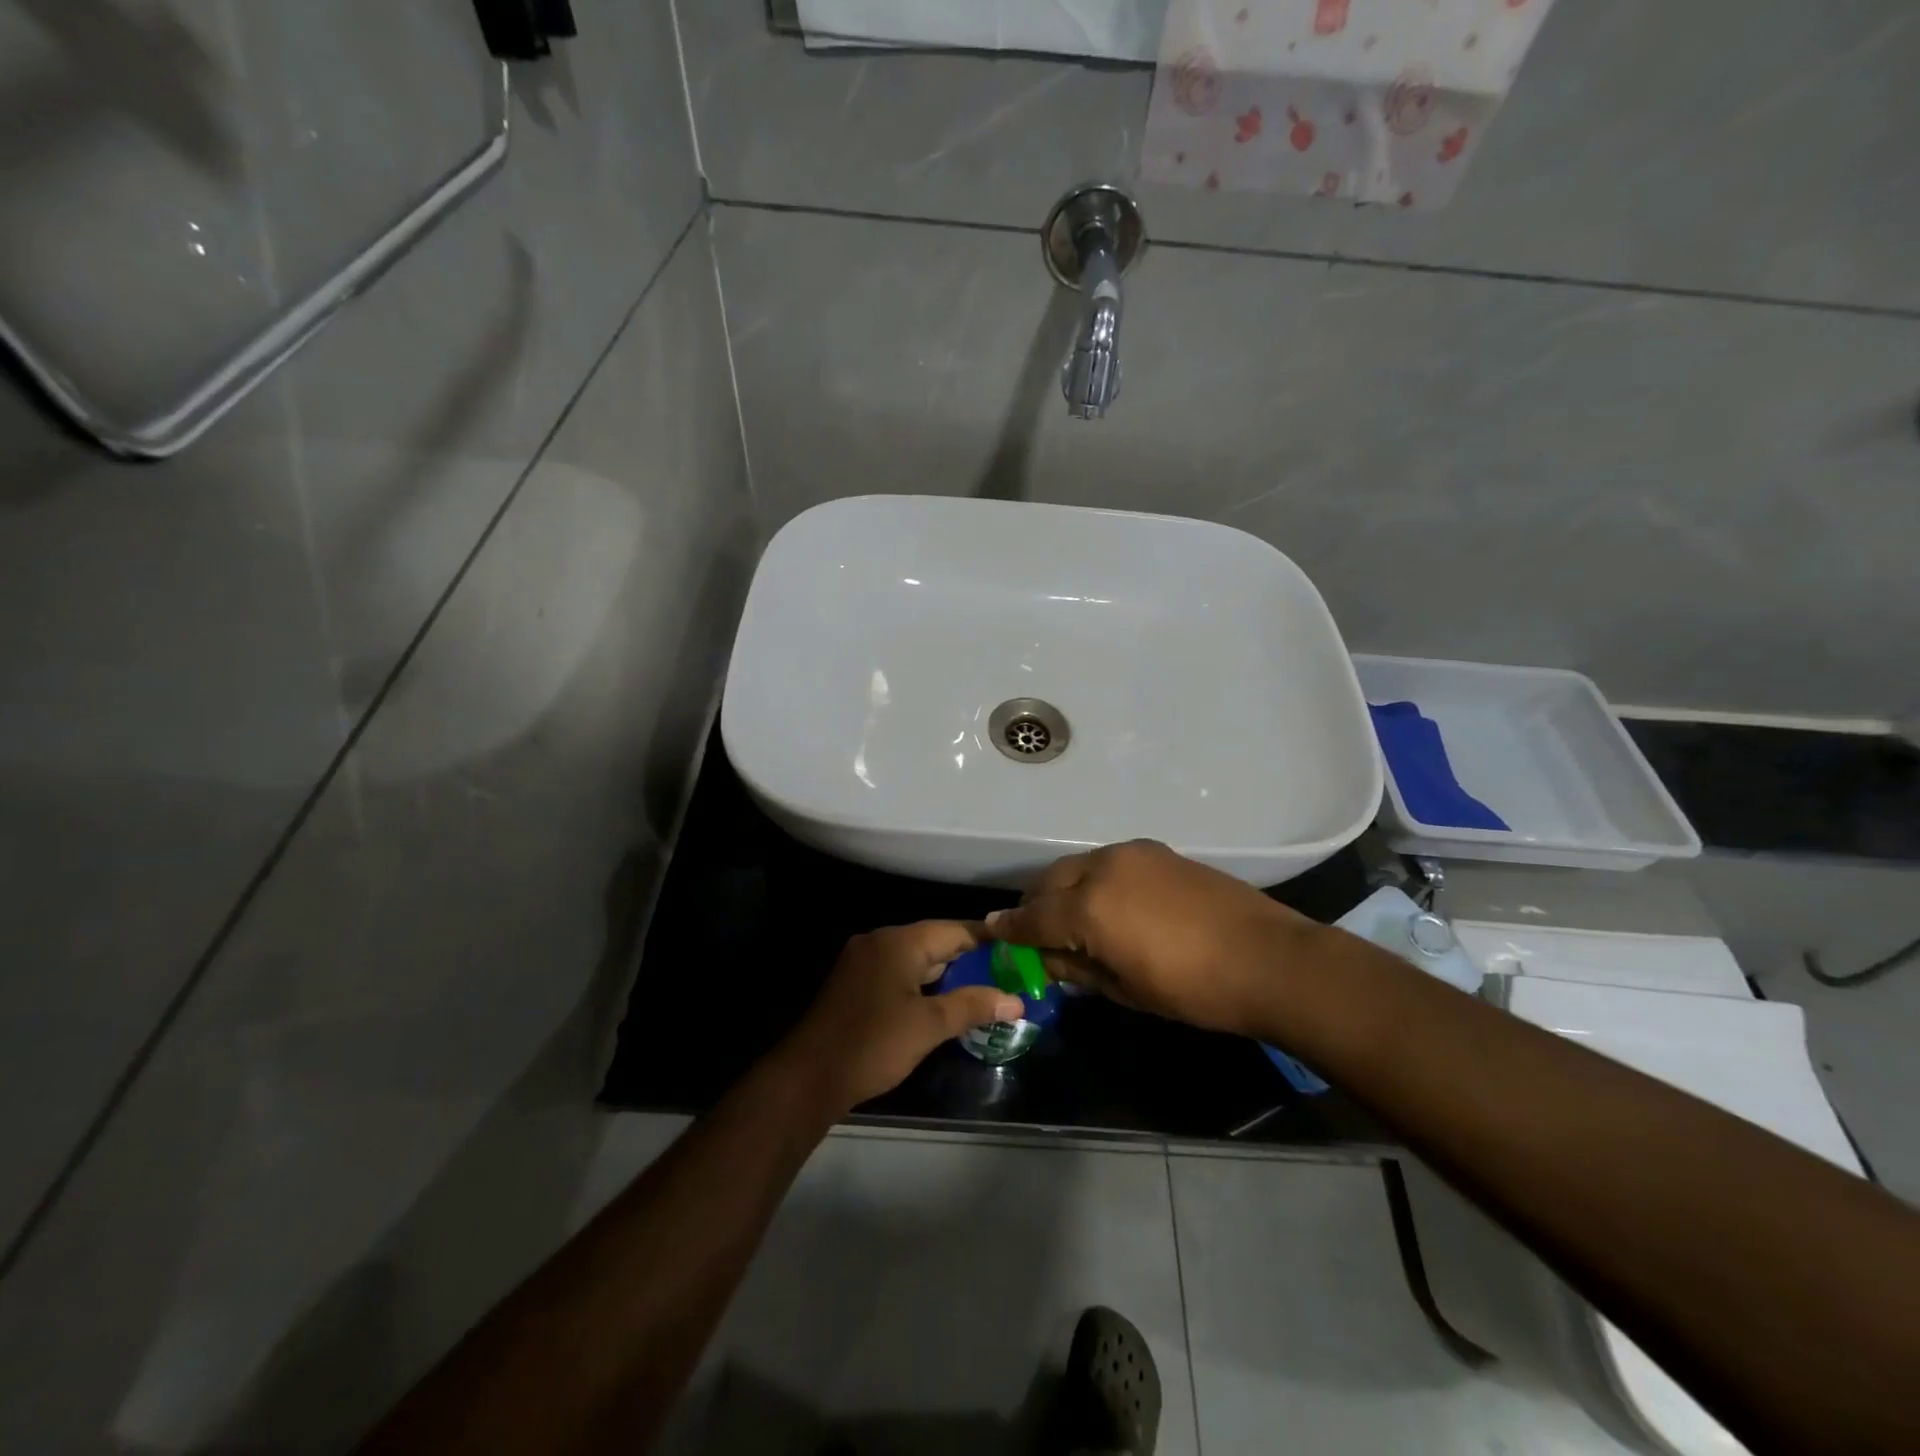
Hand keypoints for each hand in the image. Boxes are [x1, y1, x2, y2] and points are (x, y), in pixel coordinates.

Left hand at [782, 921, 1023, 1113]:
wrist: (808, 1077)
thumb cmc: (872, 1044)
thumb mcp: (928, 1026)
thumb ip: (973, 1006)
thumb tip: (1016, 999)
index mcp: (899, 942)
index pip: (954, 929)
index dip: (988, 940)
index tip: (1019, 951)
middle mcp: (880, 941)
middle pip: (935, 941)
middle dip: (971, 959)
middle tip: (1008, 975)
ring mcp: (864, 961)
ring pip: (917, 959)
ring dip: (948, 973)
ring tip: (985, 990)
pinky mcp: (856, 983)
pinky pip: (900, 973)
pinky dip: (924, 983)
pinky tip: (944, 1003)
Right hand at [987, 840, 1319, 1037]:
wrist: (1267, 959)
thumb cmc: (1192, 989)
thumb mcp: (1125, 990)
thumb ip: (1077, 967)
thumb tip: (1047, 956)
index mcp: (1088, 907)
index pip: (1033, 917)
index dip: (1010, 929)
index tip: (992, 933)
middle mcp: (1102, 868)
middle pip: (1049, 882)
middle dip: (1034, 905)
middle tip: (1032, 930)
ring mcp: (1131, 853)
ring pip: (1077, 866)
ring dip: (1062, 889)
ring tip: (1068, 916)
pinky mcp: (1156, 850)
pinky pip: (1107, 862)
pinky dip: (1093, 879)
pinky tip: (1106, 902)